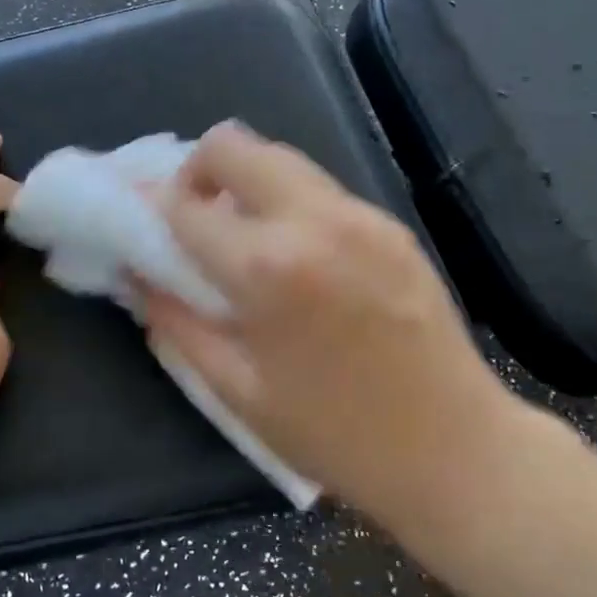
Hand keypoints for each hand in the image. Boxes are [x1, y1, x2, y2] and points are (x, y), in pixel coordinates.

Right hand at [142, 122, 508, 527]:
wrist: (457, 451)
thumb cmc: (336, 437)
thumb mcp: (238, 391)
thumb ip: (178, 323)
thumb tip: (140, 276)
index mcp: (267, 268)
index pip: (185, 205)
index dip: (152, 208)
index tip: (142, 222)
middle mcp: (314, 220)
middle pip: (235, 145)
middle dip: (198, 170)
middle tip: (196, 219)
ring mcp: (361, 215)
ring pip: (281, 157)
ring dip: (246, 183)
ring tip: (244, 237)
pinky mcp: (392, 224)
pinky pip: (321, 190)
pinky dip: (290, 203)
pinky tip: (298, 257)